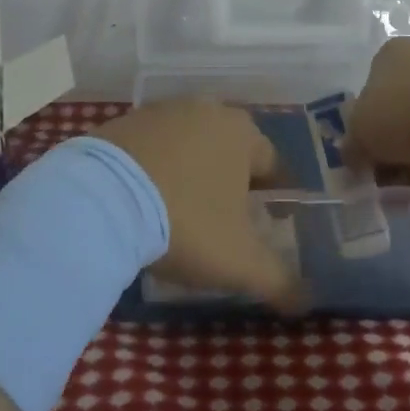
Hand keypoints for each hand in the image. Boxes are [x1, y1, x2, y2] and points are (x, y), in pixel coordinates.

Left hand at [94, 99, 302, 310]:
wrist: (102, 199)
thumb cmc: (186, 221)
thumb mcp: (239, 261)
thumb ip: (279, 280)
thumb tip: (307, 301)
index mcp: (242, 132)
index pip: (272, 163)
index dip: (274, 195)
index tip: (269, 223)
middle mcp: (206, 109)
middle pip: (230, 150)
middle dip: (232, 182)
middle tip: (224, 221)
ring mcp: (161, 111)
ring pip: (191, 145)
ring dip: (192, 172)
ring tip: (181, 212)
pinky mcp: (124, 121)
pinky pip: (153, 147)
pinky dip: (156, 168)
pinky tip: (145, 199)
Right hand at [339, 37, 409, 177]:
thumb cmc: (404, 113)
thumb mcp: (361, 134)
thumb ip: (352, 146)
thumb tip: (352, 157)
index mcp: (390, 53)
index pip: (370, 92)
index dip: (366, 128)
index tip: (369, 158)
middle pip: (401, 109)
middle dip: (395, 146)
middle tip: (392, 174)